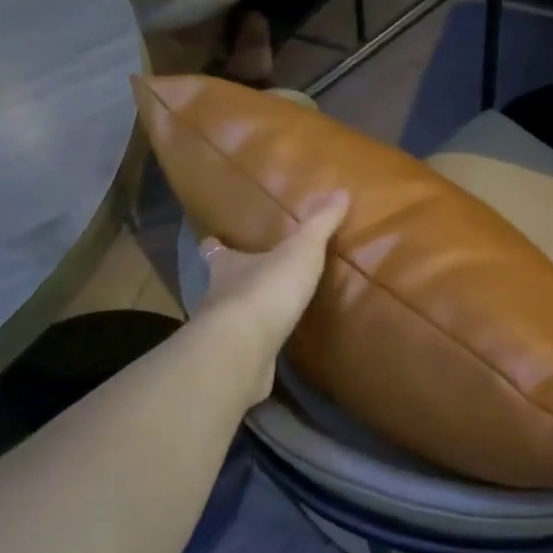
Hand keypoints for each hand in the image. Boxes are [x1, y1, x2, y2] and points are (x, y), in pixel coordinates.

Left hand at [191, 194, 348, 402]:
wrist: (243, 348)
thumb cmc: (266, 290)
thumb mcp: (300, 251)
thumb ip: (319, 224)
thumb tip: (340, 192)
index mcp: (228, 265)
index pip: (214, 250)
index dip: (215, 245)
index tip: (212, 240)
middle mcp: (217, 296)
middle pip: (220, 284)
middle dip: (233, 281)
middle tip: (251, 278)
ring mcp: (222, 332)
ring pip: (231, 318)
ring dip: (245, 316)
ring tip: (267, 314)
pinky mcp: (234, 361)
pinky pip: (245, 349)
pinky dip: (255, 347)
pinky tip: (271, 349)